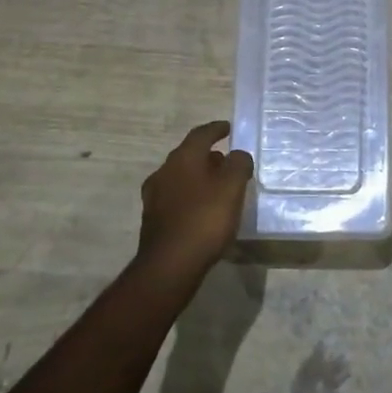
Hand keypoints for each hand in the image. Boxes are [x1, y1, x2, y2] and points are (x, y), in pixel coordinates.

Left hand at [137, 121, 254, 284]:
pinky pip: (176, 198)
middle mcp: (164, 172)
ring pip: (180, 177)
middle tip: (226, 160)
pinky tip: (203, 209)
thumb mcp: (232, 187)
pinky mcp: (153, 219)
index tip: (228, 127)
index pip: (200, 134)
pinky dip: (191, 195)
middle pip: (188, 155)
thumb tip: (237, 155)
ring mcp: (155, 196)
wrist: (170, 265)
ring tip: (217, 185)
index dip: (216, 129)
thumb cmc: (205, 219)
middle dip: (207, 155)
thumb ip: (238, 164)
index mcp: (182, 159)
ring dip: (198, 176)